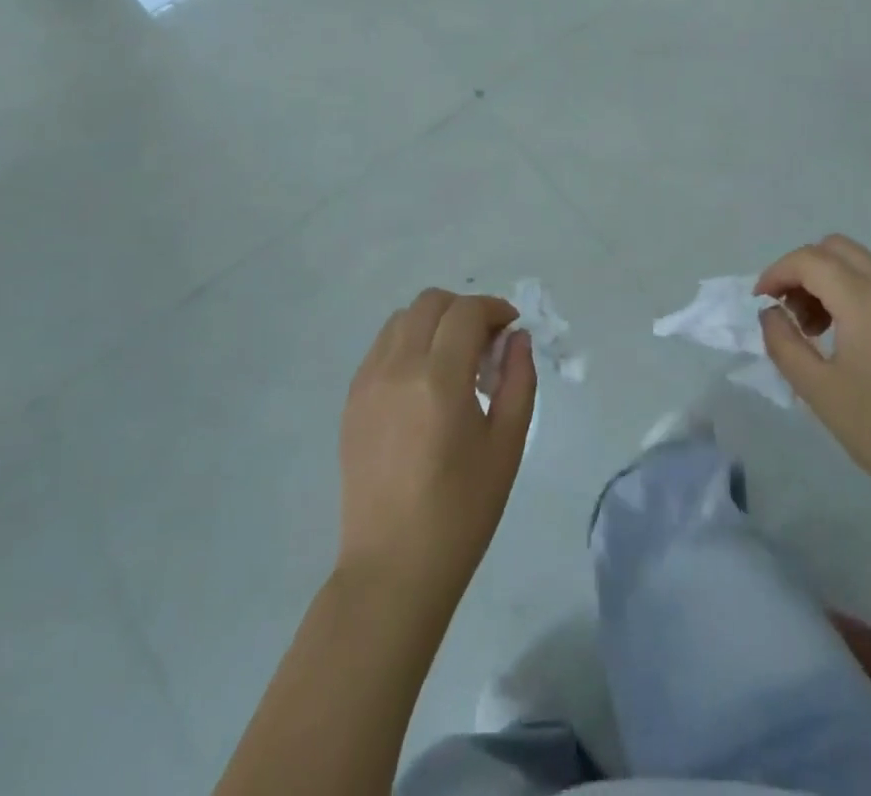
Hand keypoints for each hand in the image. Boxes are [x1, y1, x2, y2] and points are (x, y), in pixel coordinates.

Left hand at [337, 290, 536, 598]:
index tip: (511, 328)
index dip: (495, 309)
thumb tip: (516, 338)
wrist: (393, 568)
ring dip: (433, 322)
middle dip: (464, 309)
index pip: (466, 312)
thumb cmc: (461, 511)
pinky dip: (408, 343)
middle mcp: (397, 367)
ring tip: (454, 361)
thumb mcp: (506, 445)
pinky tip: (424, 382)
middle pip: (430, 302)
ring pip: (401, 319)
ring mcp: (367, 382)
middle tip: (485, 344)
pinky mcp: (352, 400)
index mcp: (440, 379)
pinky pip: (381, 347)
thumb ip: (518, 380)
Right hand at [757, 235, 870, 508]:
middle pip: (838, 249)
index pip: (810, 260)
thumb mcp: (817, 390)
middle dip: (803, 269)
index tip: (759, 302)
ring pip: (863, 267)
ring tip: (815, 331)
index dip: (777, 273)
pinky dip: (855, 296)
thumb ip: (783, 342)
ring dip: (829, 282)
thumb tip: (771, 313)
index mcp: (865, 301)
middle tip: (788, 310)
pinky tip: (849, 343)